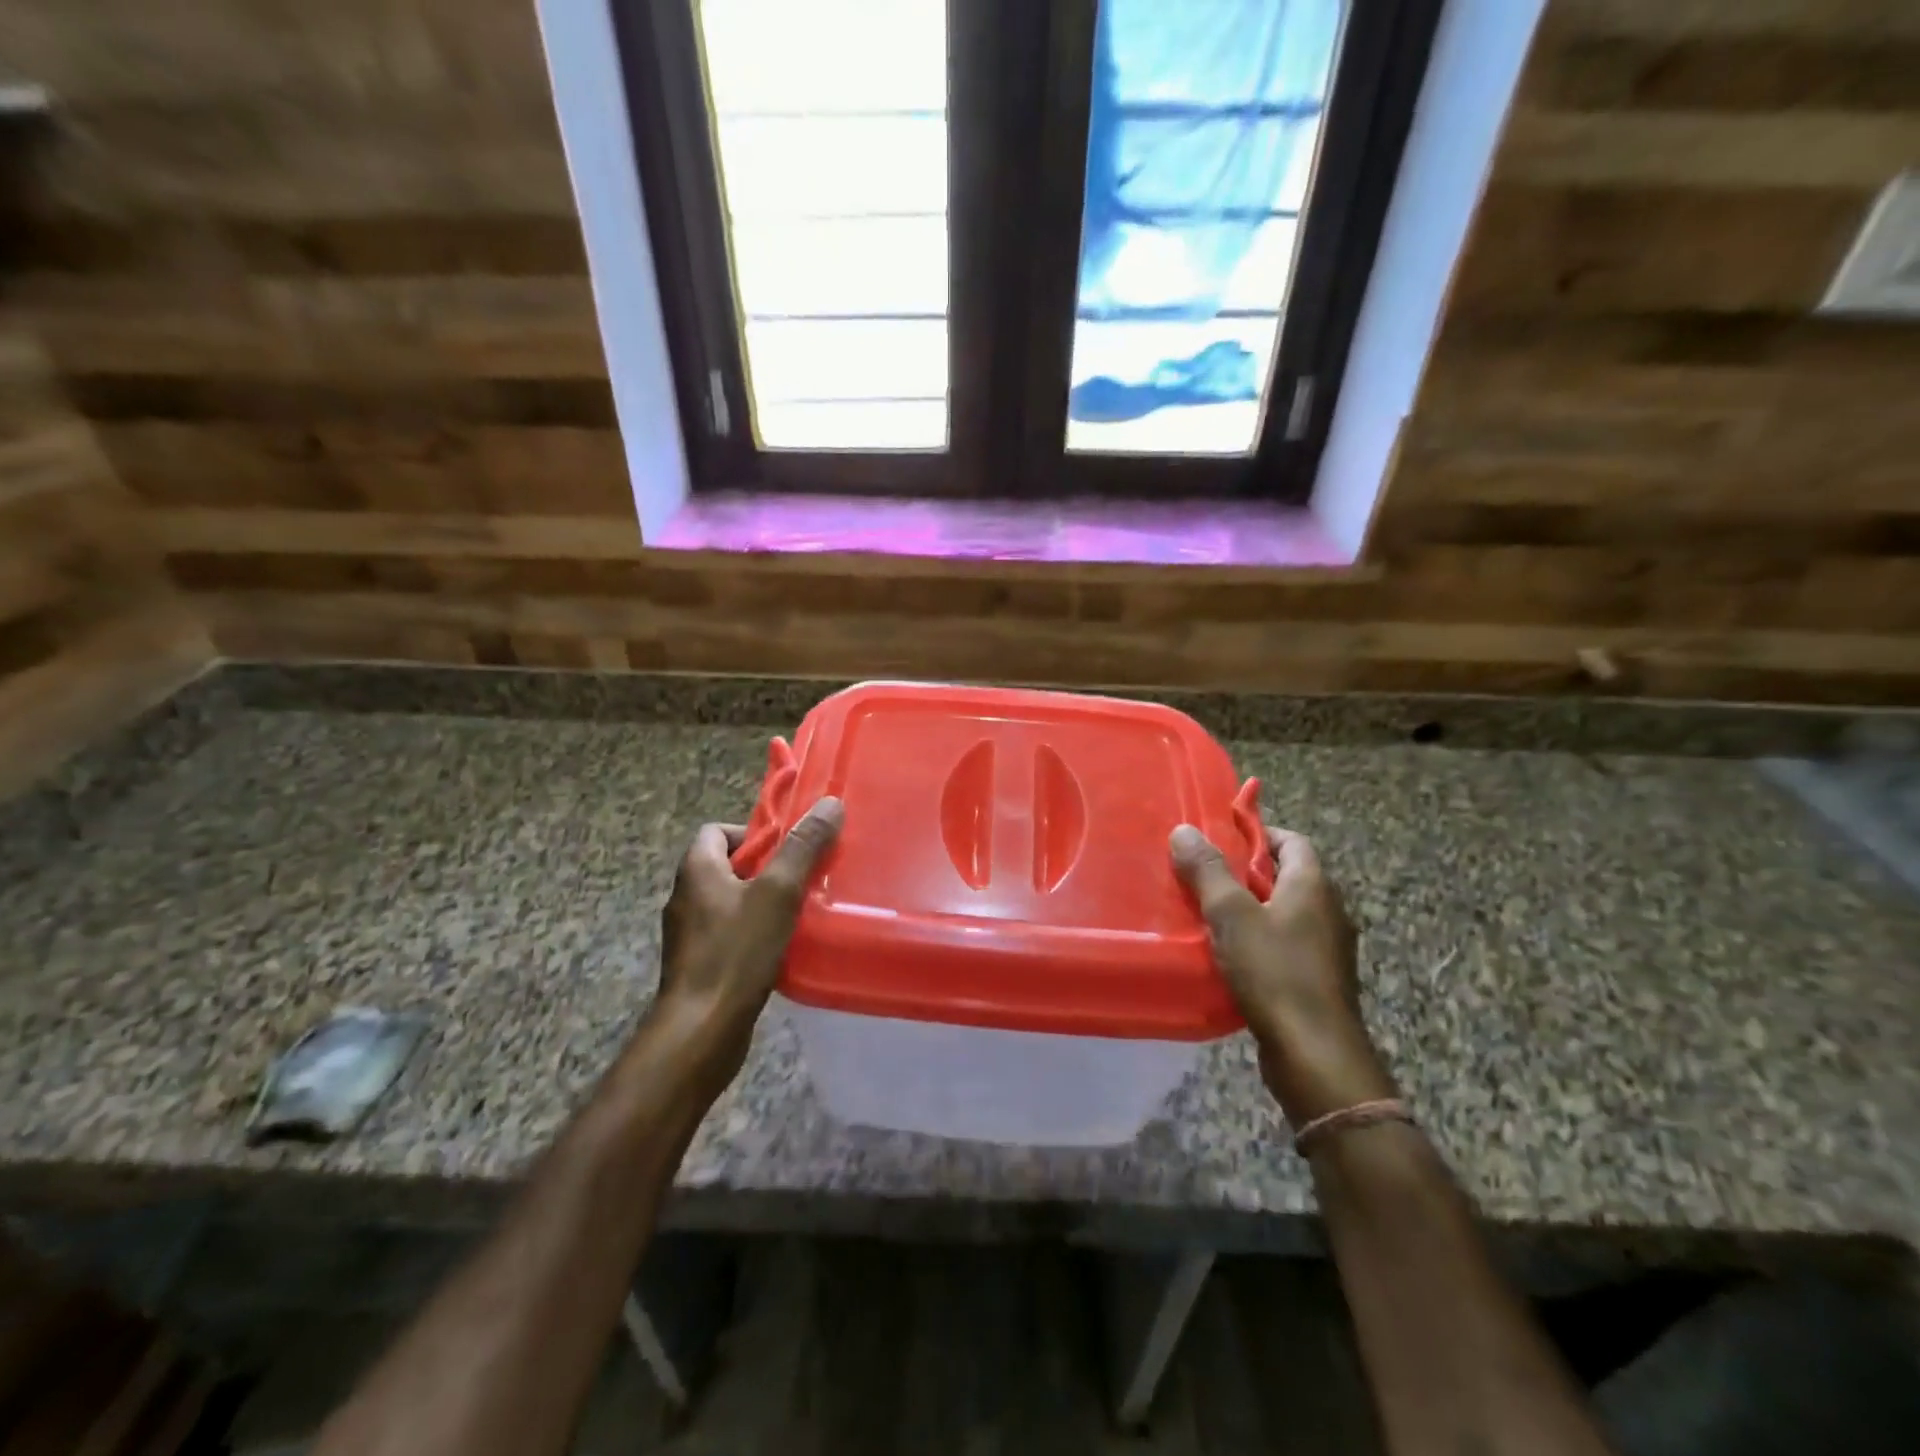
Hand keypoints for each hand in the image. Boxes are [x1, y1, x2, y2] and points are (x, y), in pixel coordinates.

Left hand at [653, 798, 843, 1084]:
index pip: (718, 830)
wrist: (701, 1031)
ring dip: (764, 903)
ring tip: (801, 912)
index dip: (754, 833)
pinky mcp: (700, 964)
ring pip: (732, 902)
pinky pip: (731, 934)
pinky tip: (784, 948)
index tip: (788, 849)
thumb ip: (803, 847)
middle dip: (768, 869)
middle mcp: (686, 896)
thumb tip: (830, 803)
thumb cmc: (736, 952)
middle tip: (804, 879)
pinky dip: (756, 933)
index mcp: (697, 869)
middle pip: (729, 865)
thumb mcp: (778, 892)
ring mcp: (690, 934)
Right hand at [1170, 821, 1394, 1126]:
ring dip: (1250, 909)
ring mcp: (1327, 949)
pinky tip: (1227, 956)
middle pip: (1286, 876)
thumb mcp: (1231, 915)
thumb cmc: (1275, 973)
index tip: (1220, 838)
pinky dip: (1258, 941)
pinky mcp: (1318, 980)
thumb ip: (1208, 871)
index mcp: (1314, 886)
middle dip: (1246, 872)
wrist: (1314, 1054)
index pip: (1292, 840)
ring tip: (1207, 914)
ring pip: (1284, 913)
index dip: (1258, 833)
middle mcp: (1328, 911)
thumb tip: (1184, 830)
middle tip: (1204, 875)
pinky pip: (1285, 945)